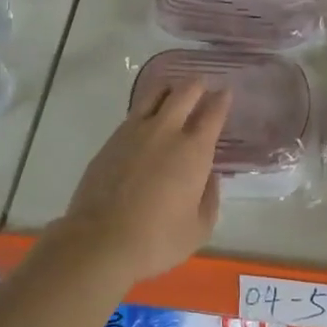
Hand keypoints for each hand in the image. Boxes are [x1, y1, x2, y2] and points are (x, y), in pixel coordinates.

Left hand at [47, 81, 230, 283]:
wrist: (100, 241)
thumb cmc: (158, 240)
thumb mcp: (199, 228)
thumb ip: (209, 197)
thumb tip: (208, 177)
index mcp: (194, 151)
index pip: (213, 114)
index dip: (221, 100)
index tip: (225, 92)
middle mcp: (165, 132)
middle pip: (184, 93)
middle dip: (197, 85)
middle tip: (203, 85)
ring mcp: (134, 132)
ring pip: (154, 95)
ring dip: (169, 89)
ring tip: (174, 92)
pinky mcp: (111, 141)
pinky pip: (134, 113)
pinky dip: (147, 108)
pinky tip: (148, 118)